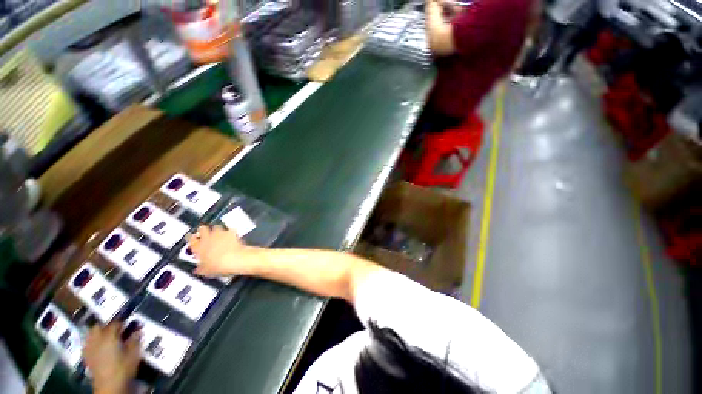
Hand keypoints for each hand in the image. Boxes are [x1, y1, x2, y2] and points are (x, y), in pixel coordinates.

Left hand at [85, 323, 139, 393]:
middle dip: (106, 326)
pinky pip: (87, 344)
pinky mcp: (87, 357)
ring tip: (107, 336)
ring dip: (98, 333)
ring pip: (91, 334)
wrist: (109, 386)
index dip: (122, 322)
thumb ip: (135, 341)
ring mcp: (90, 348)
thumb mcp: (134, 354)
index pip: (115, 323)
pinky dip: (92, 342)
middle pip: (98, 326)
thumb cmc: (123, 368)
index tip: (129, 324)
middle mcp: (97, 340)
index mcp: (109, 337)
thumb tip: (137, 330)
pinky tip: (98, 346)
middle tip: (116, 329)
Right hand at [188, 225, 260, 276]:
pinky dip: (229, 232)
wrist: (235, 259)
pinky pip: (229, 229)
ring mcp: (220, 234)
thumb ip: (200, 268)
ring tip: (219, 234)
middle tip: (205, 233)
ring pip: (216, 227)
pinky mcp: (232, 232)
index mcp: (198, 247)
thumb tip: (198, 270)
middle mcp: (208, 238)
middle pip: (202, 229)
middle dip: (203, 230)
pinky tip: (231, 235)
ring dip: (217, 230)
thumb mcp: (205, 271)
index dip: (192, 239)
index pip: (190, 239)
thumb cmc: (218, 266)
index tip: (193, 239)